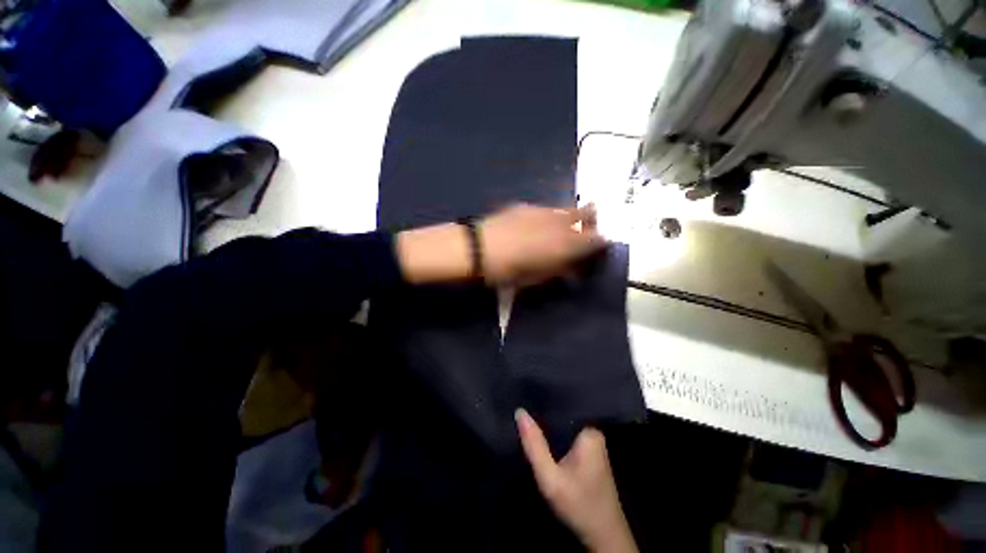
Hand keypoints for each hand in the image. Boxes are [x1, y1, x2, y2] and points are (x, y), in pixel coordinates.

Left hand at [396, 203, 605, 285]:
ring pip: (566, 208)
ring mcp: (542, 210)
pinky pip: (546, 209)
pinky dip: (549, 217)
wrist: (477, 248)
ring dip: (571, 217)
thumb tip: (572, 268)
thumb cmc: (508, 271)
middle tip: (585, 233)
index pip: (597, 238)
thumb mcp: (538, 278)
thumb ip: (560, 270)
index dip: (601, 243)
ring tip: (561, 230)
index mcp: (567, 242)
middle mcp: (560, 221)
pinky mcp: (525, 206)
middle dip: (591, 221)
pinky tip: (536, 226)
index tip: (597, 249)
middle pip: (587, 213)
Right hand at [516, 409, 636, 552]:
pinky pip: (567, 435)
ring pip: (564, 425)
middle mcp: (593, 431)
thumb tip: (520, 412)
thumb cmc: (579, 505)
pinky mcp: (588, 453)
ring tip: (528, 411)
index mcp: (589, 431)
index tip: (528, 390)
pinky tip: (541, 433)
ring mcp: (592, 443)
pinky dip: (554, 435)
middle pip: (564, 414)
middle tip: (523, 402)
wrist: (603, 537)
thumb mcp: (551, 478)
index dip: (545, 397)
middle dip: (545, 411)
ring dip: (549, 424)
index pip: (565, 403)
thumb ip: (535, 445)